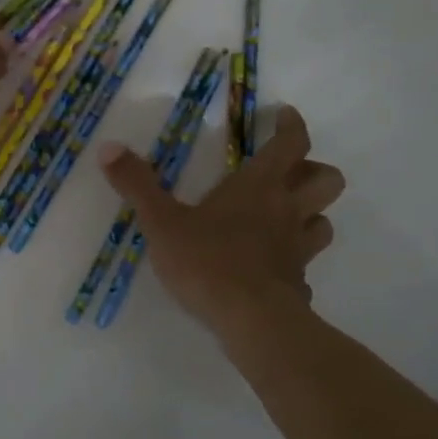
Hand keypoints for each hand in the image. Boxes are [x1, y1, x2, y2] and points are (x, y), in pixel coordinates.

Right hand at [99, 105, 345, 340]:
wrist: (251, 323)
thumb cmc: (208, 261)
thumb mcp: (162, 221)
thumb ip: (137, 185)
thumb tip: (109, 147)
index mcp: (260, 186)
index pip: (292, 143)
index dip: (292, 125)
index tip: (284, 115)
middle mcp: (287, 210)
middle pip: (328, 179)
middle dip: (314, 170)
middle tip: (289, 172)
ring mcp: (299, 249)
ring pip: (325, 221)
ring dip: (312, 214)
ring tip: (286, 217)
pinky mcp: (300, 283)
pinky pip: (306, 265)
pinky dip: (296, 261)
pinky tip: (273, 269)